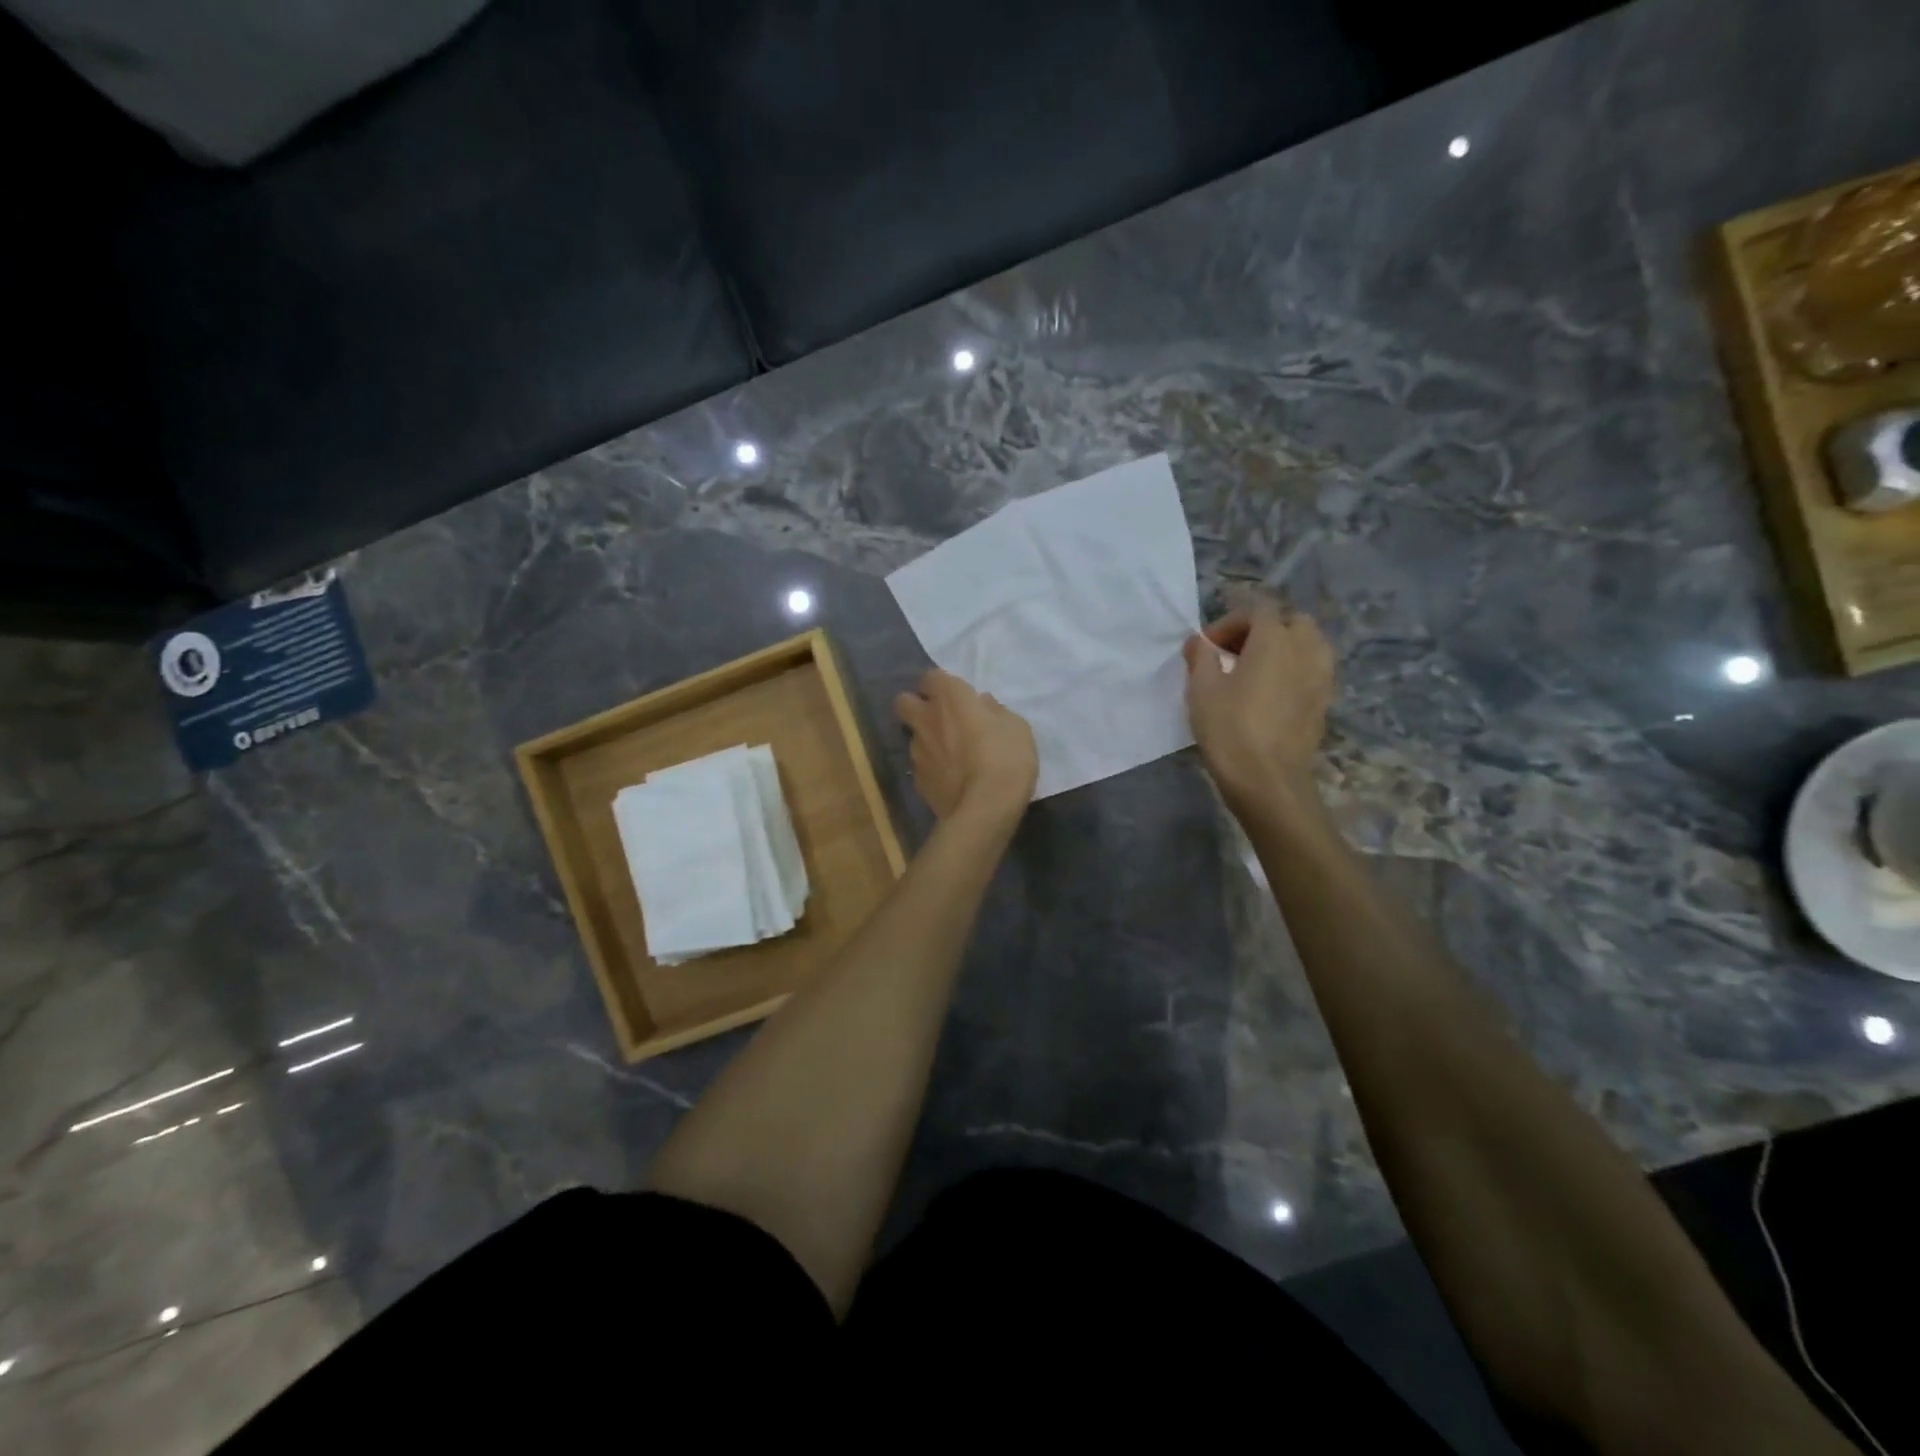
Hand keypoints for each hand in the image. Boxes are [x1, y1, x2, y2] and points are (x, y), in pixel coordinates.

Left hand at [893, 669, 1037, 823]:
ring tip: (950, 755)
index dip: (941, 685)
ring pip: (912, 736)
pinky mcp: (917, 781)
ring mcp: (917, 752)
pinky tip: (950, 778)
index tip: (956, 696)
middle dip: (916, 705)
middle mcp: (926, 720)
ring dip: (926, 739)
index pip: (930, 677)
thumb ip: (995, 711)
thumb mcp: (1017, 727)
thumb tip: (982, 705)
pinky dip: (932, 768)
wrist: (984, 810)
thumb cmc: (1006, 759)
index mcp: (950, 699)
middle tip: (939, 718)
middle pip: (903, 702)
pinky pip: (921, 766)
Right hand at [1183, 602, 1333, 811]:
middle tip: (1235, 653)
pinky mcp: (1324, 702)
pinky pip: (1313, 671)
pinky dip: (1294, 671)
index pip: (1256, 610)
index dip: (1228, 623)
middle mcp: (1306, 649)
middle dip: (1263, 630)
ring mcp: (1321, 677)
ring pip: (1309, 644)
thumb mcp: (1202, 689)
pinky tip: (1272, 694)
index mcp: (1275, 639)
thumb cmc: (1230, 729)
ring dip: (1284, 648)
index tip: (1207, 648)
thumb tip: (1199, 642)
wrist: (1268, 780)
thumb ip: (1200, 657)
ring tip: (1256, 671)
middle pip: (1291, 622)